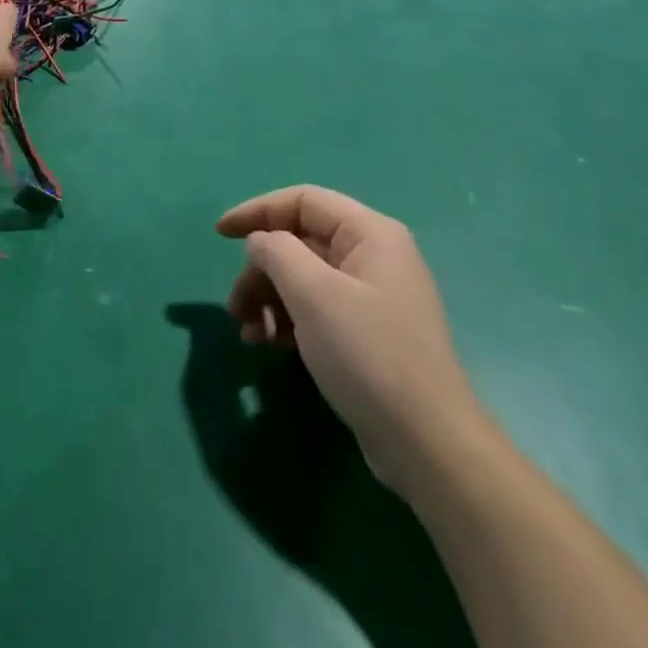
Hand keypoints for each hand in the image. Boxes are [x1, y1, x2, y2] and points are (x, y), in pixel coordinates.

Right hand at [218, 186, 489, 497]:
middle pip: (300, 242)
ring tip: (249, 334)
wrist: (428, 446)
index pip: (302, 201)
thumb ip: (276, 252)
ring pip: (304, 278)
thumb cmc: (367, 355)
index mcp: (369, 234)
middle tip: (235, 306)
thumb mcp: (313, 294)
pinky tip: (270, 346)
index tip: (220, 234)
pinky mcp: (367, 333)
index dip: (257, 211)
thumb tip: (260, 242)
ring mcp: (372, 297)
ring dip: (269, 299)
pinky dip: (288, 321)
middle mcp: (373, 256)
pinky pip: (316, 309)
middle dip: (261, 270)